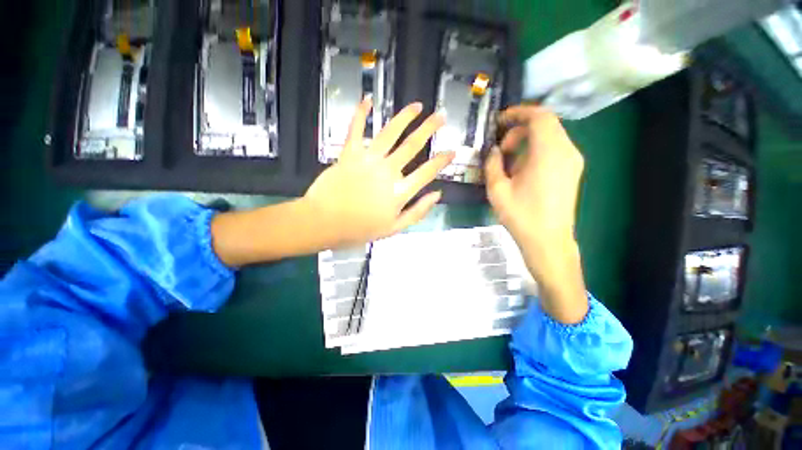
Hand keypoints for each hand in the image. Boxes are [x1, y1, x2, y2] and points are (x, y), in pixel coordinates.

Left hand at [304, 98, 454, 246]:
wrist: (324, 222)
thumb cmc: (360, 229)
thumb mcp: (394, 229)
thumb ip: (417, 212)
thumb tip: (437, 195)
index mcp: (399, 191)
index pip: (427, 172)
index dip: (442, 161)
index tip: (452, 151)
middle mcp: (388, 171)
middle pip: (412, 145)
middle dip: (429, 129)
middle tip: (440, 117)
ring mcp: (368, 159)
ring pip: (390, 132)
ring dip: (405, 117)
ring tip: (417, 106)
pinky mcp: (349, 153)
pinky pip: (355, 129)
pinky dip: (361, 113)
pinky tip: (368, 100)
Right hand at [485, 105, 587, 322]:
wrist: (548, 242)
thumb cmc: (521, 216)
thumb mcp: (497, 190)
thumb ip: (492, 164)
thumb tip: (493, 151)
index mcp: (548, 153)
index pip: (540, 116)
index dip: (519, 112)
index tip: (500, 120)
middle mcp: (567, 151)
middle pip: (546, 124)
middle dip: (519, 130)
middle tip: (500, 148)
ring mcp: (573, 161)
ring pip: (550, 137)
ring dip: (527, 141)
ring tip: (508, 162)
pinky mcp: (573, 171)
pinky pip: (554, 149)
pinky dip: (536, 151)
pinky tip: (522, 171)